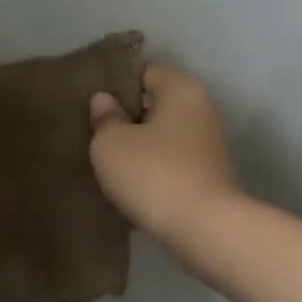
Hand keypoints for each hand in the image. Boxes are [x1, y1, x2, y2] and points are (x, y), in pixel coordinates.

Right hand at [88, 63, 240, 246]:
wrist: (204, 230)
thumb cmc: (154, 174)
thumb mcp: (111, 144)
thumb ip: (104, 118)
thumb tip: (105, 101)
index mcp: (181, 89)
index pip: (144, 71)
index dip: (115, 85)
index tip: (91, 105)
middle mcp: (202, 109)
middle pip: (156, 103)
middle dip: (126, 117)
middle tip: (93, 134)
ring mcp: (209, 144)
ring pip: (163, 136)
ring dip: (139, 147)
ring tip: (107, 162)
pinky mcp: (209, 175)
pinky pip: (172, 162)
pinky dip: (154, 170)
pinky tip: (131, 186)